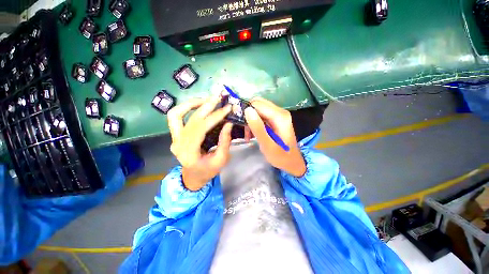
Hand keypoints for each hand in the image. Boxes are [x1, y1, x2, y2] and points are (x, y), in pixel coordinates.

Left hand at [168, 97, 232, 190]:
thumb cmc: (208, 171)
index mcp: (190, 153)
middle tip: (218, 98)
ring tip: (206, 99)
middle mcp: (178, 144)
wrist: (193, 177)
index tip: (227, 108)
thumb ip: (225, 141)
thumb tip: (229, 123)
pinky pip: (176, 117)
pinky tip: (198, 105)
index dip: (214, 117)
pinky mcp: (175, 135)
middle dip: (206, 106)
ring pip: (176, 114)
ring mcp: (174, 138)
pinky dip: (185, 108)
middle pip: (190, 120)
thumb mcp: (221, 160)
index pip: (201, 129)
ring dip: (191, 104)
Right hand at [244, 97, 305, 176]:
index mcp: (279, 116)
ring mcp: (278, 115)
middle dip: (248, 115)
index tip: (238, 122)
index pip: (257, 104)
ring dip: (250, 120)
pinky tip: (252, 134)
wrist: (292, 162)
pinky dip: (254, 123)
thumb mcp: (267, 145)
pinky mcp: (276, 120)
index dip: (246, 111)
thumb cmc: (281, 156)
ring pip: (258, 109)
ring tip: (248, 135)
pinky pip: (261, 116)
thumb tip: (247, 110)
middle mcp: (280, 112)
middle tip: (243, 129)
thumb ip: (257, 128)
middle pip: (258, 104)